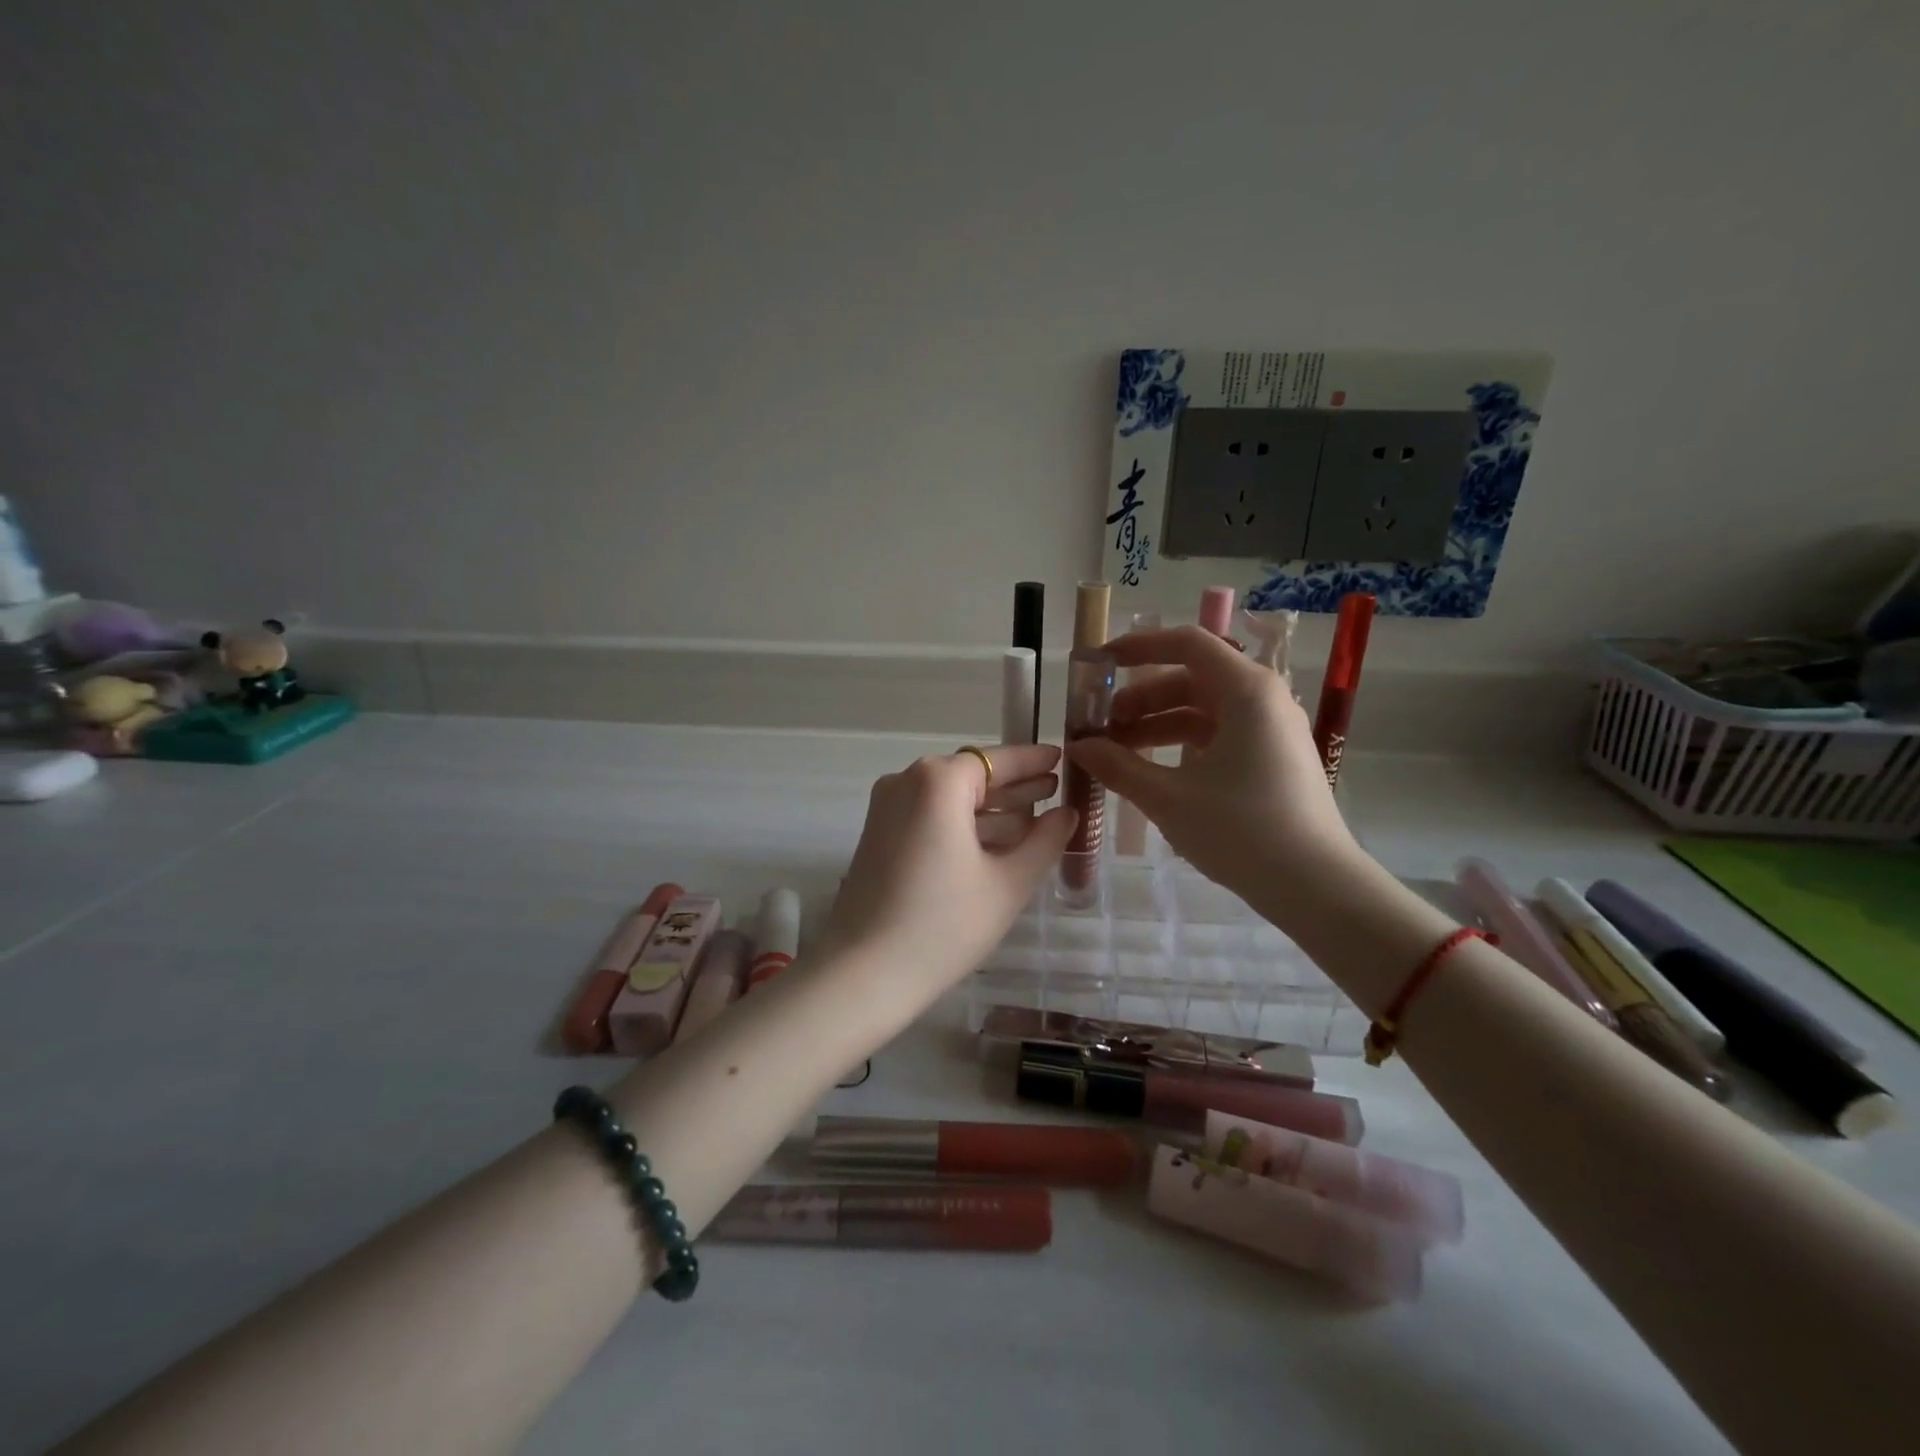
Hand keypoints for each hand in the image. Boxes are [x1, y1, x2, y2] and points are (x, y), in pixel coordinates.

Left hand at [822, 744, 1076, 1014]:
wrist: (862, 974)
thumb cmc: (943, 925)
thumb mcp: (1007, 884)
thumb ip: (1045, 841)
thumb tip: (1067, 814)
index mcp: (937, 781)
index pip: (995, 759)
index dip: (1031, 760)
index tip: (1061, 757)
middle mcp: (905, 782)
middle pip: (970, 776)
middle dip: (1014, 786)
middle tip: (1055, 791)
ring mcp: (886, 808)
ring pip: (949, 798)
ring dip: (990, 809)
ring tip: (1035, 821)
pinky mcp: (877, 835)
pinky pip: (929, 817)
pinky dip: (962, 825)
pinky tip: (995, 844)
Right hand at [1067, 626, 1362, 908]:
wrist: (1315, 885)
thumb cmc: (1240, 830)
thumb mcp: (1168, 797)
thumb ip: (1118, 766)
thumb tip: (1078, 747)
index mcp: (1246, 690)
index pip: (1186, 643)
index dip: (1138, 647)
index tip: (1099, 664)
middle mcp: (1264, 698)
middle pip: (1192, 678)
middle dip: (1141, 698)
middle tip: (1102, 727)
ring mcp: (1272, 728)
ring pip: (1204, 709)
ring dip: (1158, 723)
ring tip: (1118, 753)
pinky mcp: (1273, 757)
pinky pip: (1220, 734)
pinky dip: (1183, 743)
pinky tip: (1154, 770)